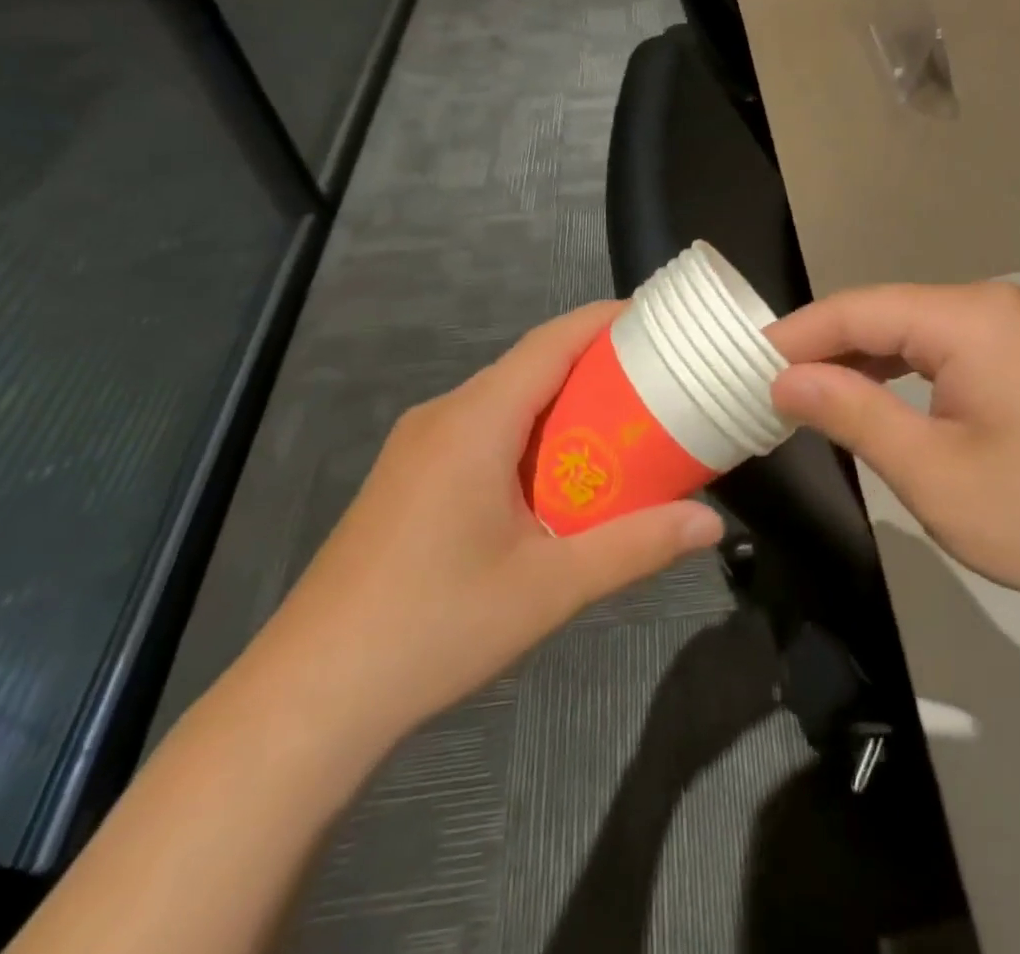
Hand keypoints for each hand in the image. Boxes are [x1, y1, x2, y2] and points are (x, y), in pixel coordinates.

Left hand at [238, 302, 724, 760]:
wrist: (308, 699)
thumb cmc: (435, 627)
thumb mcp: (550, 587)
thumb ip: (636, 546)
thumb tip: (711, 524)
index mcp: (475, 421)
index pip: (551, 342)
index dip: (605, 320)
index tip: (658, 320)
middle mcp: (443, 416)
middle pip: (531, 366)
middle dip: (596, 364)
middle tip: (659, 381)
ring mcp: (418, 446)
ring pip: (505, 400)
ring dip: (563, 403)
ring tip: (623, 425)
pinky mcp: (407, 478)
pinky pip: (482, 431)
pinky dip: (531, 433)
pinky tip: (557, 477)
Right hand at [767, 282, 1019, 631]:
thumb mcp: (931, 472)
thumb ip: (852, 413)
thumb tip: (783, 379)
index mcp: (968, 318)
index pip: (857, 309)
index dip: (795, 335)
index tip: (741, 366)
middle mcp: (988, 306)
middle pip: (881, 313)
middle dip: (822, 347)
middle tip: (763, 386)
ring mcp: (1009, 330)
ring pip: (908, 331)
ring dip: (856, 360)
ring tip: (802, 394)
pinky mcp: (1019, 359)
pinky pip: (939, 351)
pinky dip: (895, 373)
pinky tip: (866, 398)